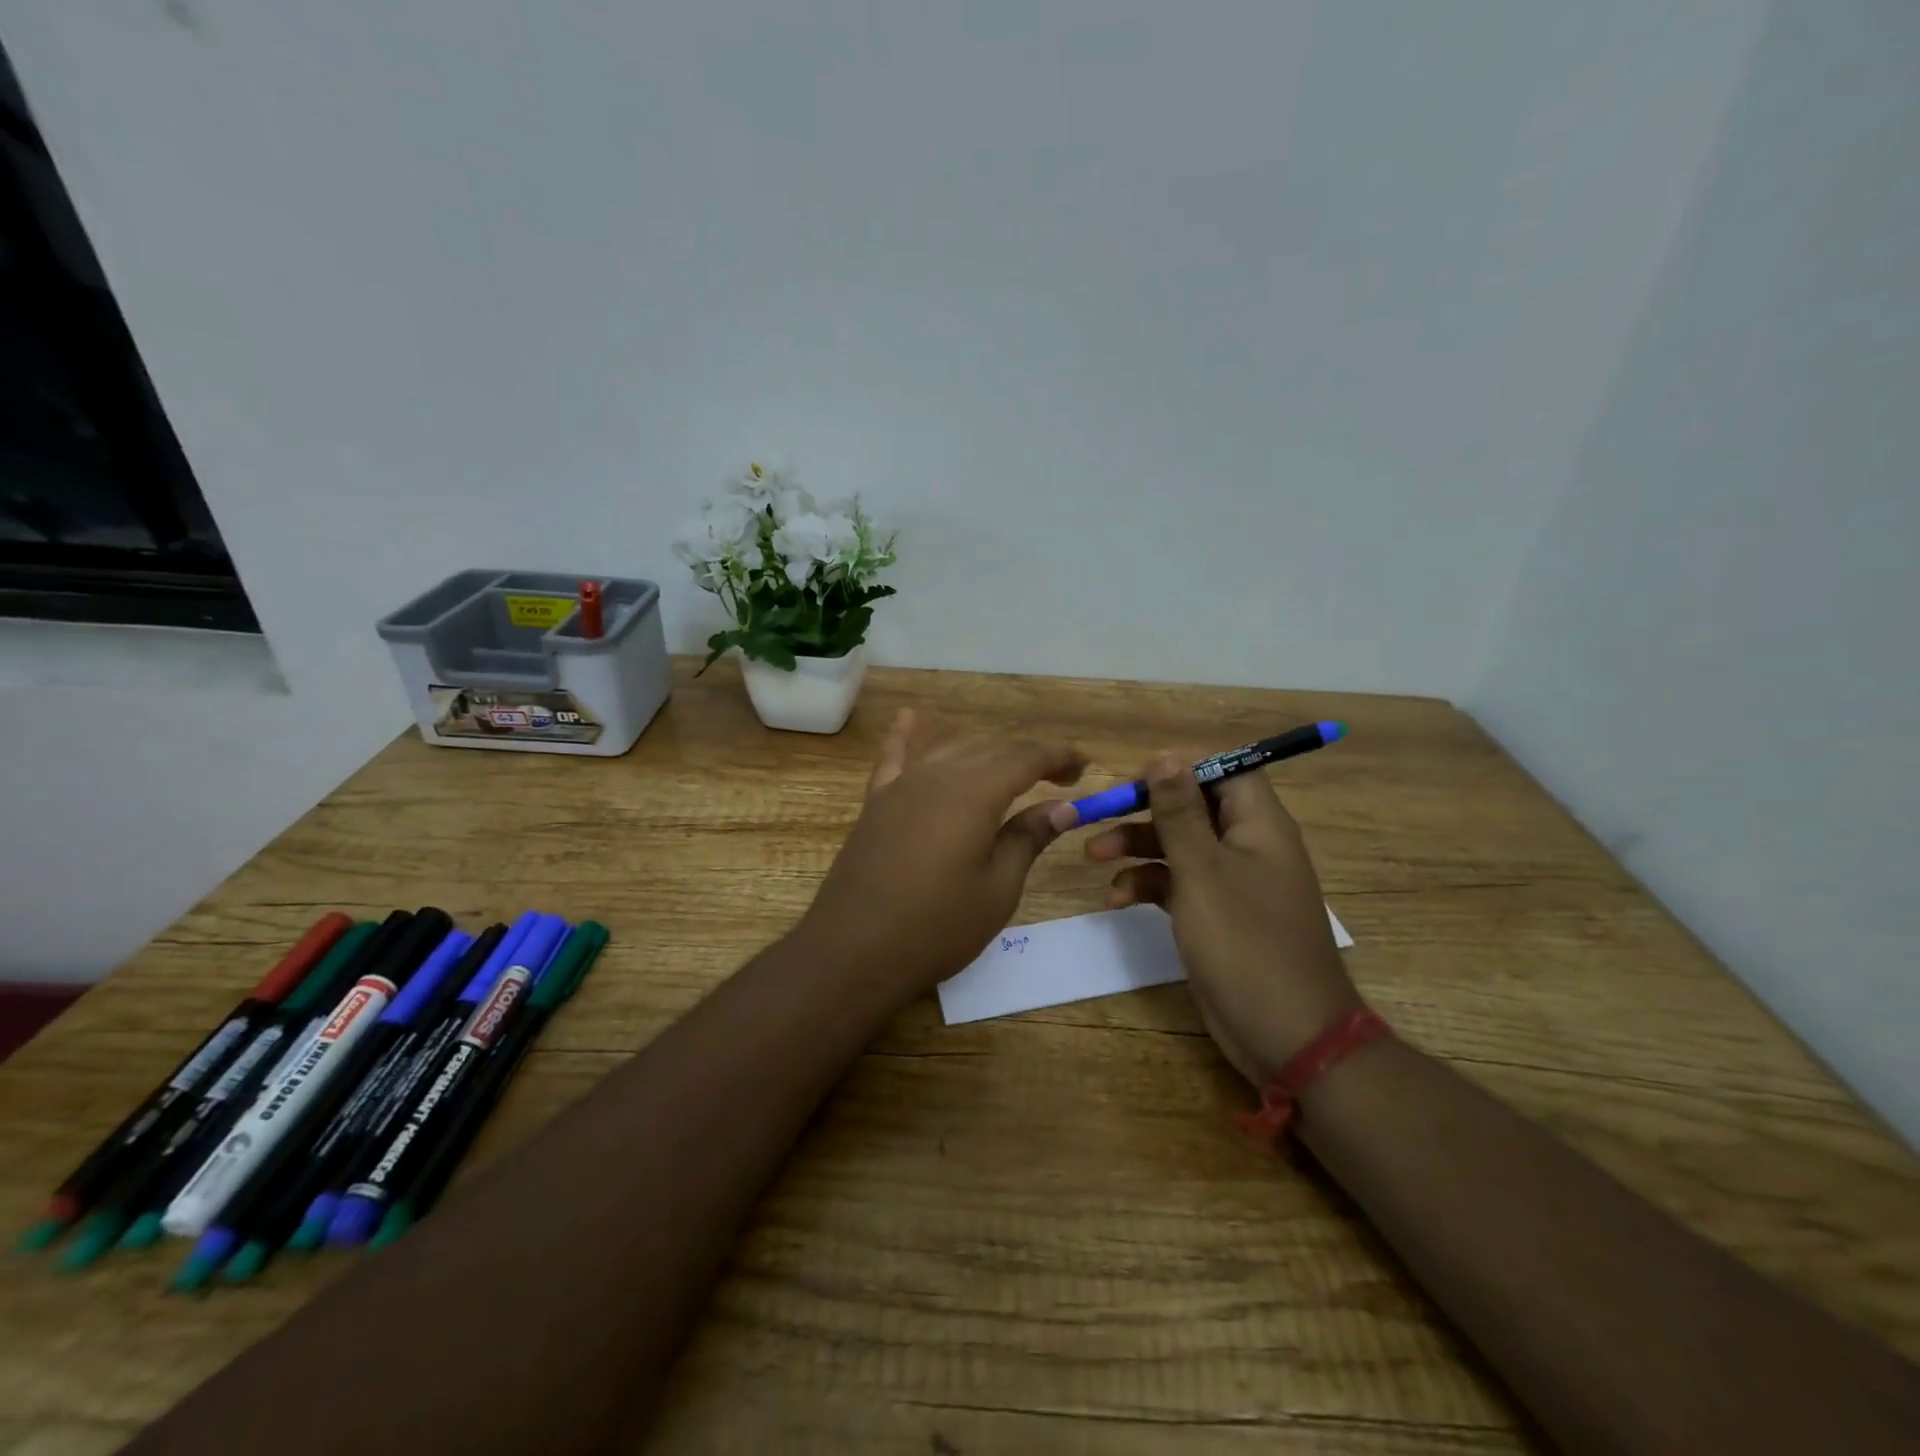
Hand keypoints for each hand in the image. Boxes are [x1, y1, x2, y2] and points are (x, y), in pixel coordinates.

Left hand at [799, 710, 1085, 997]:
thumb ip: (1028, 838)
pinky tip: (910, 718)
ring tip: (1012, 769)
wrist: (853, 951)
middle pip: (991, 747)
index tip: (1083, 769)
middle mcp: (937, 775)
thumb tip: (1062, 806)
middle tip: (1059, 779)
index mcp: (974, 793)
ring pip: (951, 749)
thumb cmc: (936, 928)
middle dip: (1029, 755)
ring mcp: (901, 786)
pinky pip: (894, 758)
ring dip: (986, 751)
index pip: (1026, 757)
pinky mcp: (876, 802)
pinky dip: (906, 737)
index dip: (1058, 757)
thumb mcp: (998, 889)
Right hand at [1085, 754, 1359, 1085]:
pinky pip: (1177, 885)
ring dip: (1136, 847)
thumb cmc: (1245, 942)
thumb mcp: (1202, 871)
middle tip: (1099, 814)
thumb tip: (1165, 755)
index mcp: (1259, 825)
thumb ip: (1179, 812)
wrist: (1287, 1035)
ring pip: (1178, 846)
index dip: (1180, 767)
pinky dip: (1147, 885)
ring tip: (1092, 856)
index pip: (1224, 770)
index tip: (1135, 778)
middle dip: (1144, 810)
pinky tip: (1117, 900)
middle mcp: (1247, 846)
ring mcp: (1232, 884)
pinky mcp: (1216, 916)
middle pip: (1193, 807)